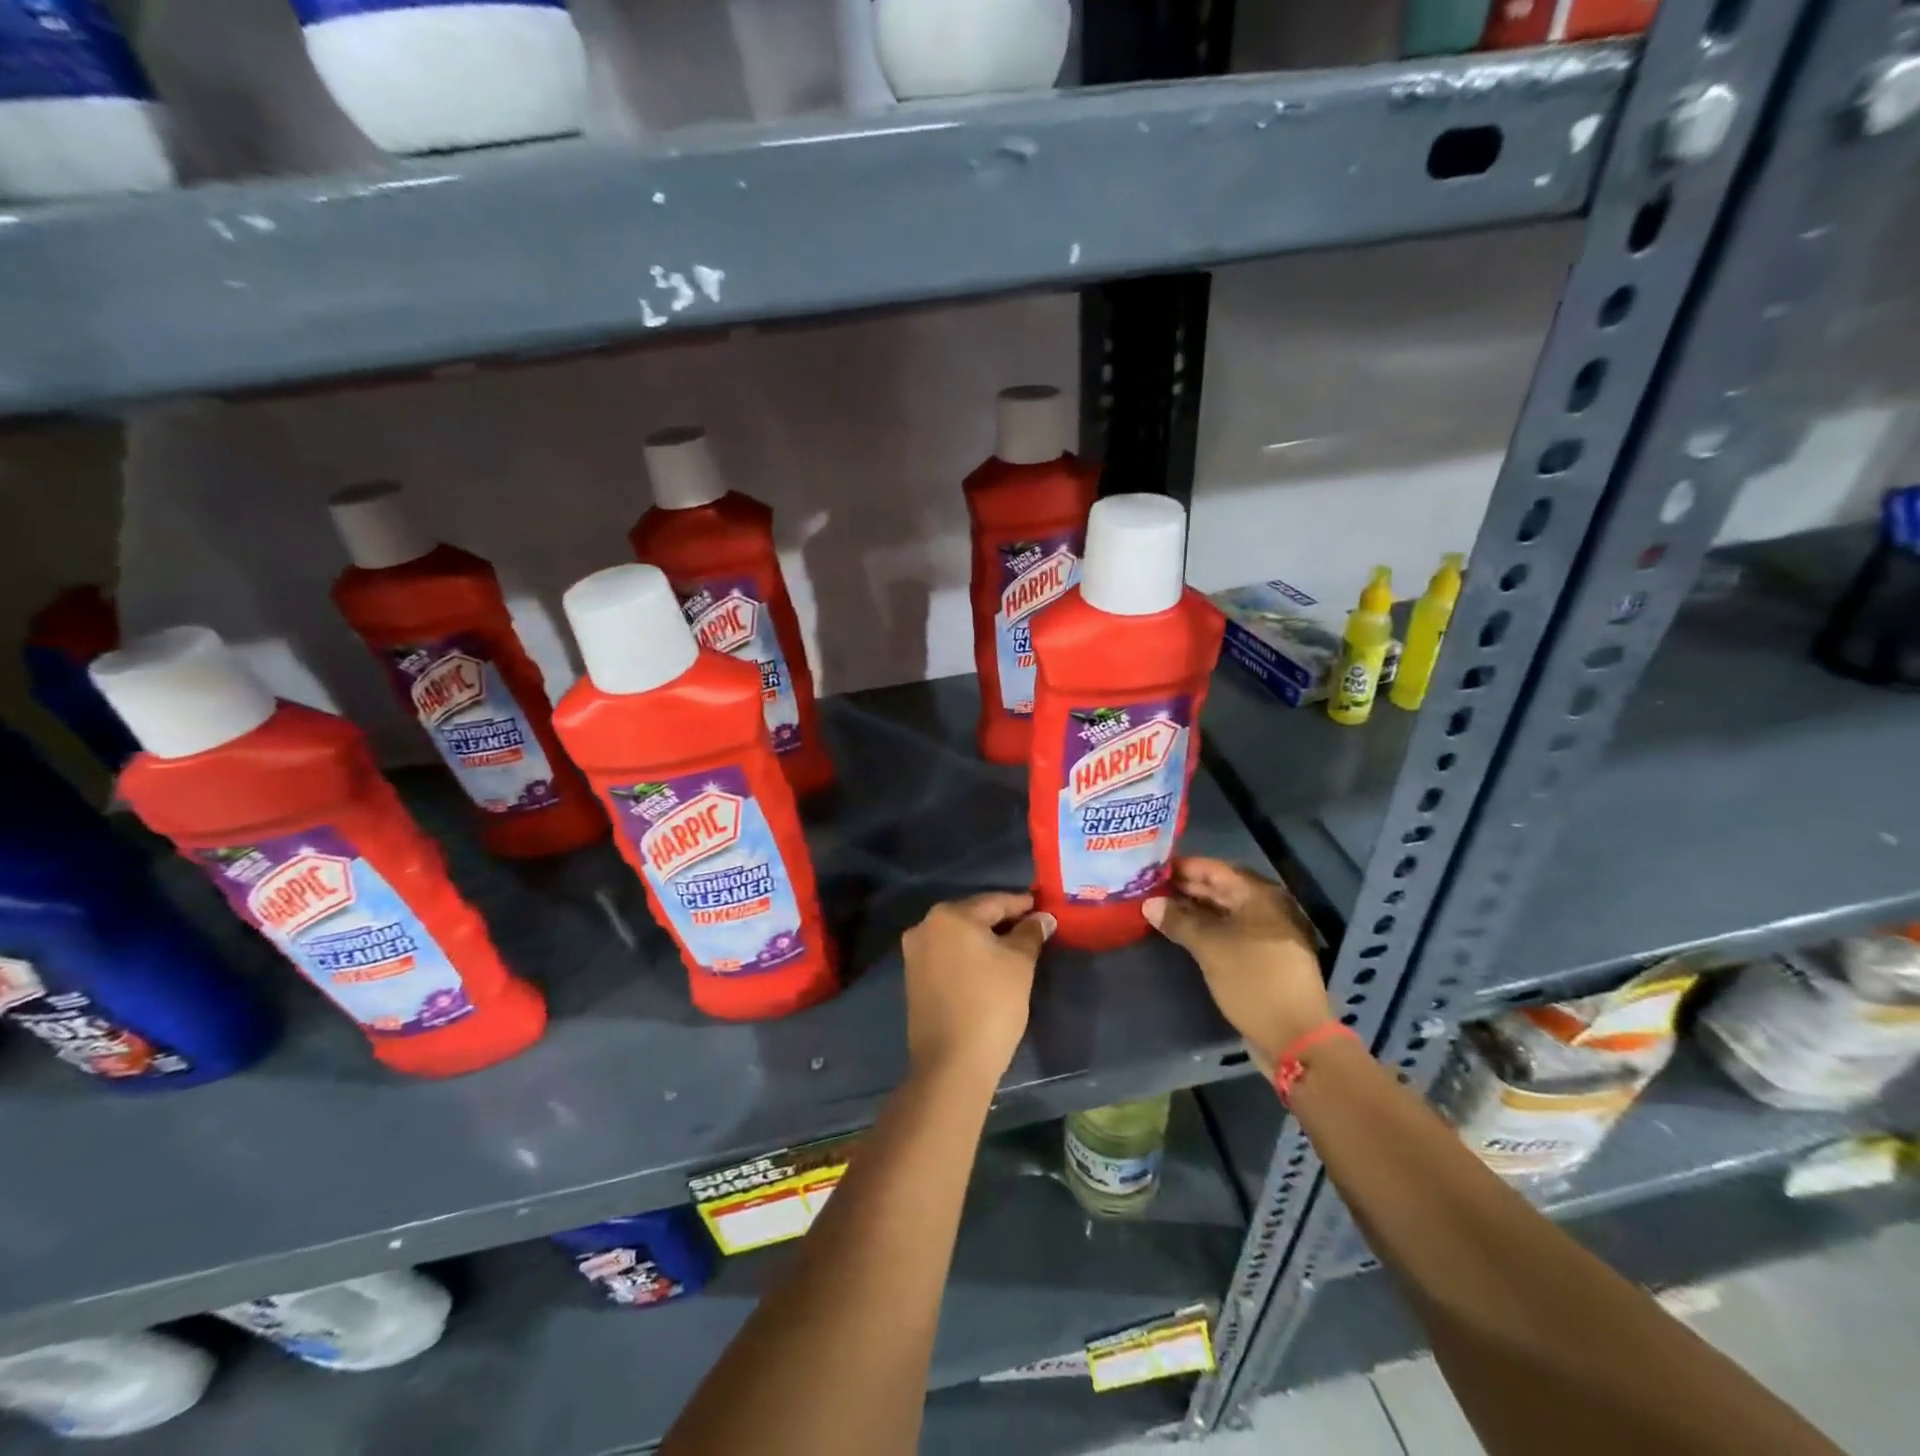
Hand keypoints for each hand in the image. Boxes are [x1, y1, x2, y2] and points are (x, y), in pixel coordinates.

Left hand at [900, 891, 1052, 1089]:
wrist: (951, 1063)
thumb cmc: (991, 1004)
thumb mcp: (1019, 964)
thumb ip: (1030, 933)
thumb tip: (1042, 918)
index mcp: (949, 915)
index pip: (994, 902)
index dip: (1021, 904)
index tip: (1042, 907)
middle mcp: (925, 927)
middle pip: (972, 916)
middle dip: (1001, 921)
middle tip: (1031, 926)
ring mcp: (915, 954)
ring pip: (958, 936)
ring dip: (984, 939)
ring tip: (1013, 946)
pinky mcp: (914, 979)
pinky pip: (947, 956)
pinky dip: (968, 956)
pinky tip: (988, 966)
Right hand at [1144, 858, 1328, 1071]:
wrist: (1295, 1036)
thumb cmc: (1253, 980)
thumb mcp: (1210, 947)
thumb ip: (1178, 921)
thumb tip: (1148, 903)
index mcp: (1258, 896)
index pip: (1214, 869)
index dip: (1182, 867)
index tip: (1151, 868)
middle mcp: (1264, 908)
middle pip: (1219, 889)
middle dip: (1185, 888)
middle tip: (1149, 888)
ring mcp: (1264, 934)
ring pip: (1223, 912)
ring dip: (1193, 910)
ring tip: (1158, 909)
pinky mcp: (1261, 957)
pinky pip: (1228, 932)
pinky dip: (1205, 930)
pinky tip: (1181, 934)